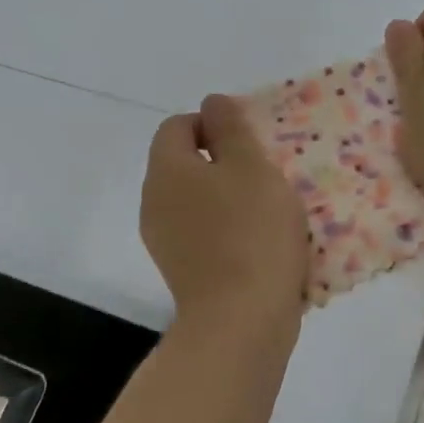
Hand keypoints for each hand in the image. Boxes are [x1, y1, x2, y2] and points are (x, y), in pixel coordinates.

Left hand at [141, 94, 308, 333]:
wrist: (241, 320)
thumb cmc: (251, 232)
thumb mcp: (251, 166)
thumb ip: (230, 128)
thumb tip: (212, 102)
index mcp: (166, 170)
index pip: (178, 125)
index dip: (213, 123)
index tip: (250, 141)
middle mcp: (154, 201)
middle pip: (185, 164)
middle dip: (224, 161)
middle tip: (265, 172)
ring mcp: (164, 240)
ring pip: (195, 201)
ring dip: (228, 196)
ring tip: (269, 209)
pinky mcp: (181, 271)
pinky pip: (202, 233)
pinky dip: (226, 229)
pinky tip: (259, 243)